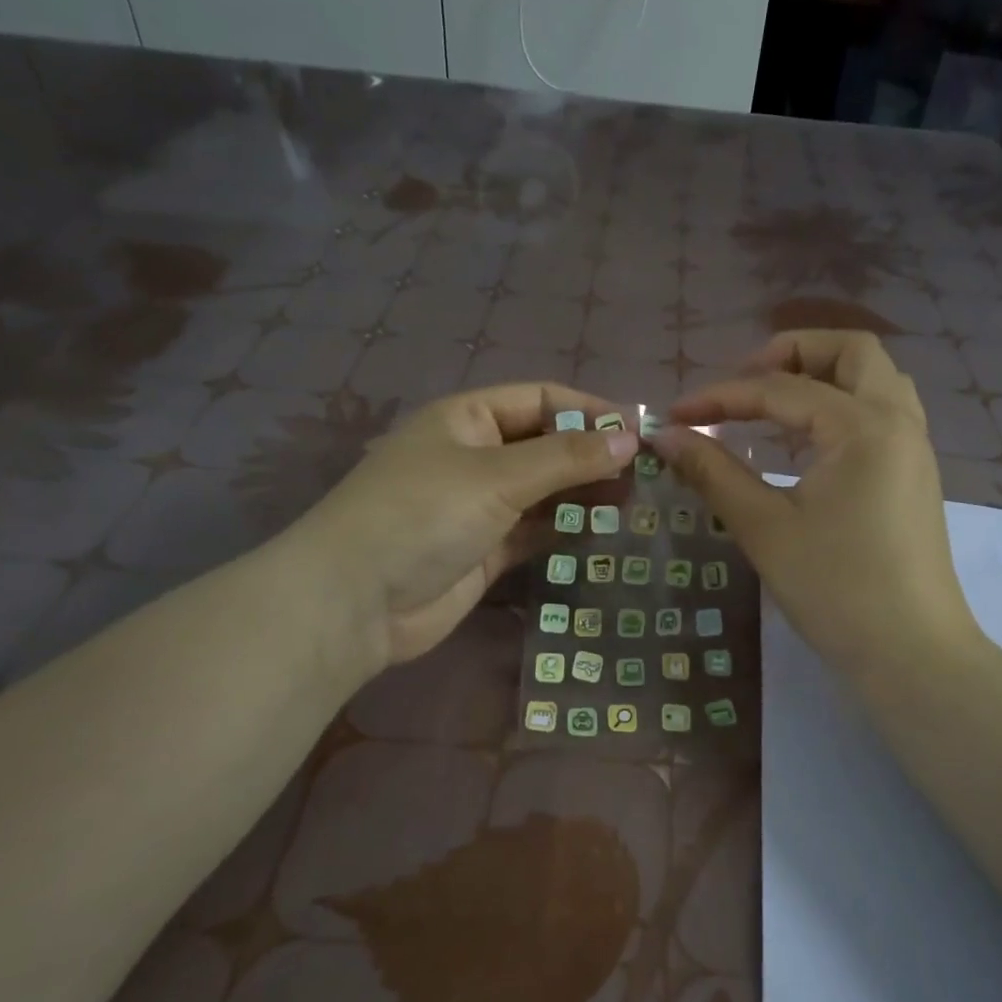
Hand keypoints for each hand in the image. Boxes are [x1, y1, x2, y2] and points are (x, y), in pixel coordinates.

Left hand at [295, 384, 636, 671]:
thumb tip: (629, 439)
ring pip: (544, 488)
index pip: (541, 399)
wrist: (356, 602)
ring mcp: (479, 504)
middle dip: (592, 454)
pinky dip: (566, 525)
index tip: (638, 432)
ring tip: (634, 498)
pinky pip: (535, 528)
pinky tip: (604, 527)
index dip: (590, 411)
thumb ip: (566, 458)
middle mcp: (475, 455)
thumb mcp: (497, 476)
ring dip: (584, 491)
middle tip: (645, 471)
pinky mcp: (485, 548)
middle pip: (546, 444)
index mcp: (468, 417)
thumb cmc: (423, 514)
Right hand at [654, 332, 978, 687]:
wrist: (912, 655)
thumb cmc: (836, 589)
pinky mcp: (914, 475)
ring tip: (771, 405)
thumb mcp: (764, 528)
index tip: (675, 415)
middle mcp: (897, 421)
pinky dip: (841, 406)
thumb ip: (713, 472)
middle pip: (851, 351)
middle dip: (791, 353)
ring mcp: (913, 448)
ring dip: (823, 375)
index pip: (781, 389)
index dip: (721, 397)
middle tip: (744, 383)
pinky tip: (803, 441)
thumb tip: (666, 436)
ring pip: (874, 379)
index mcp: (863, 426)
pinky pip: (881, 412)